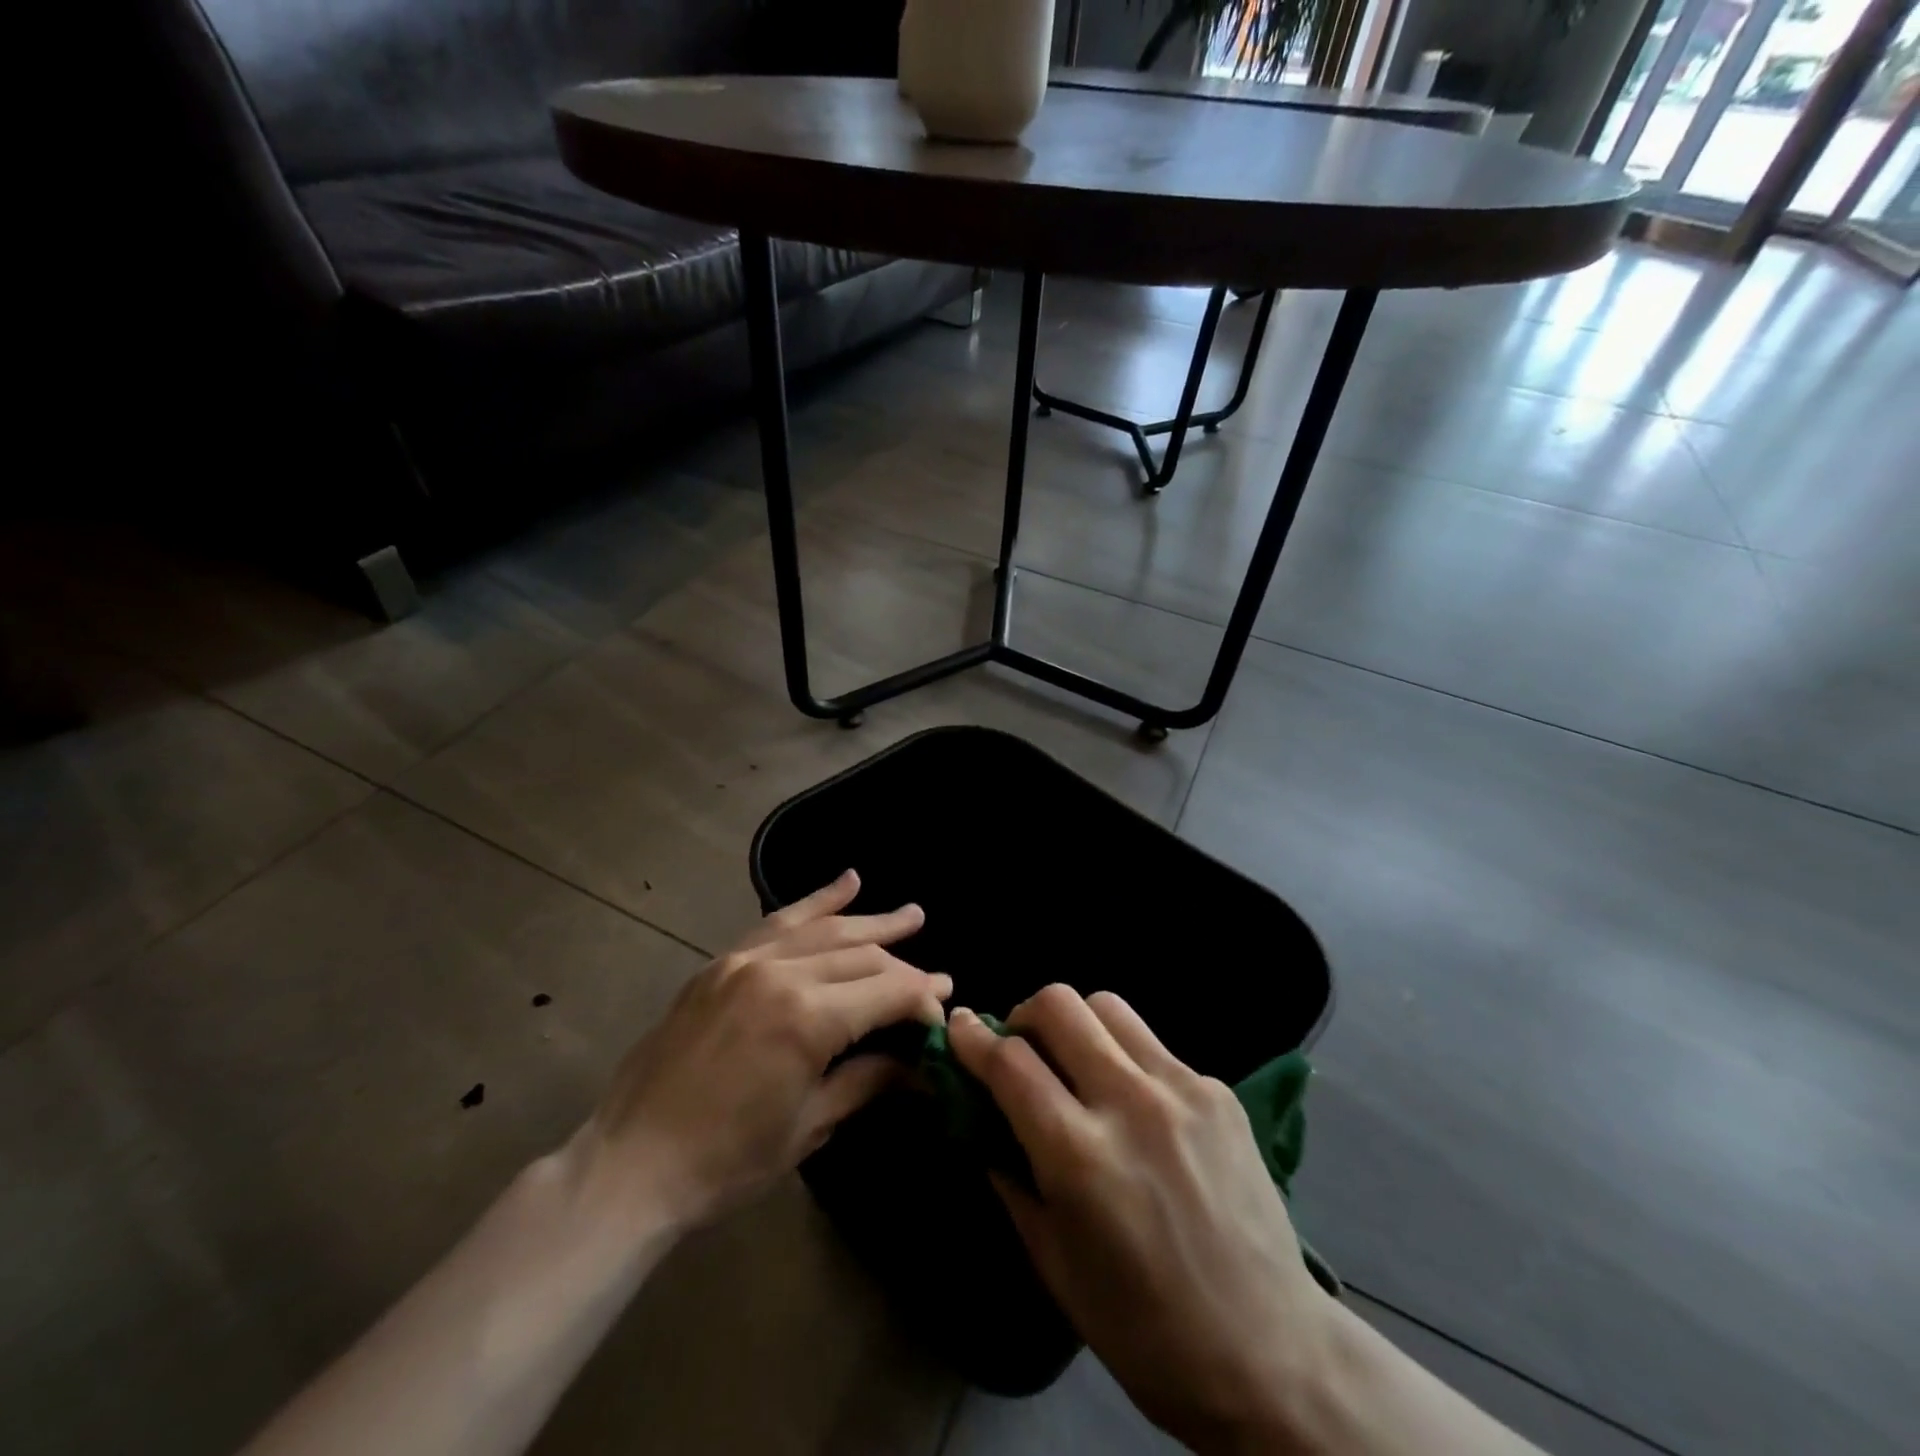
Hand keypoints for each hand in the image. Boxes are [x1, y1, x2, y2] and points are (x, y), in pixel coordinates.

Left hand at [568, 871, 949, 1237]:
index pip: (888, 991)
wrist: (631, 1164)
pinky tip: (847, 881)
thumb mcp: (809, 1126)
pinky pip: (778, 921)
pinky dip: (816, 900)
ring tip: (911, 914)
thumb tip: (920, 1068)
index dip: (923, 998)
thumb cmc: (727, 1161)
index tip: (944, 1010)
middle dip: (903, 967)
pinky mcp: (722, 962)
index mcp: (808, 1019)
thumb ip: (868, 1081)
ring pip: (825, 929)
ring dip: (871, 920)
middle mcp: (782, 974)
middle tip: (935, 979)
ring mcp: (747, 961)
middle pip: (861, 956)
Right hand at [949, 989, 1333, 1455]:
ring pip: (1108, 1006)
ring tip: (1075, 1062)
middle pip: (1059, 1005)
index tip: (958, 1026)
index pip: (1009, 1061)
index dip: (973, 1038)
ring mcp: (1182, 1089)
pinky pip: (1153, 1046)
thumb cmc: (1145, 1331)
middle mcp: (1129, 1102)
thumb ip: (1011, 1177)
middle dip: (1024, 1015)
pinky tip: (1135, 1106)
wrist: (1271, 1356)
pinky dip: (1126, 1058)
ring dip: (1076, 1023)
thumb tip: (984, 1121)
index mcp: (1079, 1154)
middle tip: (1022, 1049)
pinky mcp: (1219, 1091)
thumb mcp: (1055, 1263)